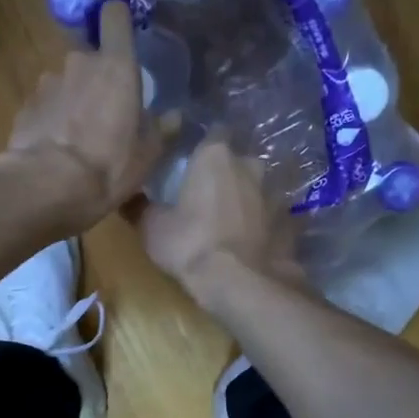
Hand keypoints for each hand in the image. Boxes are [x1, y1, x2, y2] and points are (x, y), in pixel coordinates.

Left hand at [0, 0, 159, 235]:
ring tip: (79, 137)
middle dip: (98, 78)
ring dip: (73, 101)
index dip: (119, 20)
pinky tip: (57, 148)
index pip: (115, 16)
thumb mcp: (148, 155)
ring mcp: (47, 83)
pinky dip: (52, 120)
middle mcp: (78, 63)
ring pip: (66, 83)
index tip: (124, 36)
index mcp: (115, 66)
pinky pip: (46, 106)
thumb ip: (162, 129)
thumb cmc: (108, 166)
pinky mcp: (25, 106)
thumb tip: (174, 116)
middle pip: (91, 58)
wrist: (46, 187)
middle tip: (107, 112)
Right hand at [137, 136, 304, 308]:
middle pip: (238, 161)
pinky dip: (269, 225)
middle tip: (210, 196)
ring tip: (235, 221)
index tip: (192, 164)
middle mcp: (250, 165)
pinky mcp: (292, 222)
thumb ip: (140, 207)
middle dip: (228, 174)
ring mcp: (276, 193)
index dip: (203, 148)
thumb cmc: (191, 245)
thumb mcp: (152, 228)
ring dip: (250, 199)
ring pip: (261, 188)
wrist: (242, 283)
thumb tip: (126, 196)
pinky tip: (260, 240)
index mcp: (215, 156)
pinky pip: (278, 218)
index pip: (212, 134)